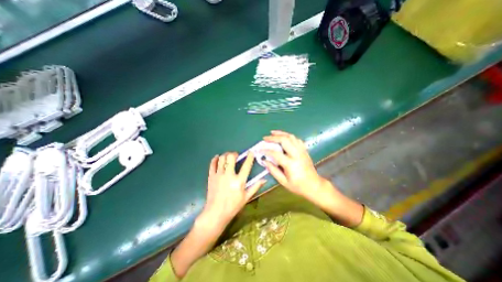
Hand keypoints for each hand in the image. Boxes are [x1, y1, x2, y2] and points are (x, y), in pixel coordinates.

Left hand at [199, 152, 266, 230]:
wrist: (216, 213)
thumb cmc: (233, 206)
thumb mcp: (246, 197)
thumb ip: (255, 187)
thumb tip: (264, 179)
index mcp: (239, 181)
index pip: (246, 166)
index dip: (250, 157)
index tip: (251, 152)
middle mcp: (228, 175)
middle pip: (231, 157)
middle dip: (234, 154)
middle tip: (236, 155)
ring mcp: (218, 175)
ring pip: (221, 159)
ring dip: (225, 155)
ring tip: (228, 157)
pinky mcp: (211, 177)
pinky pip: (212, 164)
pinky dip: (215, 159)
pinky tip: (217, 158)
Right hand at [263, 130, 325, 199]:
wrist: (314, 186)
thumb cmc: (298, 186)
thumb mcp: (283, 181)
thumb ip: (273, 170)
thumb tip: (265, 161)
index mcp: (291, 164)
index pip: (275, 153)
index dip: (266, 151)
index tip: (259, 150)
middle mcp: (297, 155)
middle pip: (284, 140)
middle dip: (273, 138)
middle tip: (265, 138)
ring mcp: (302, 151)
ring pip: (291, 137)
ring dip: (281, 133)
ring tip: (273, 133)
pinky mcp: (304, 150)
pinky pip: (297, 139)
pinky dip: (289, 136)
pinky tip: (284, 137)